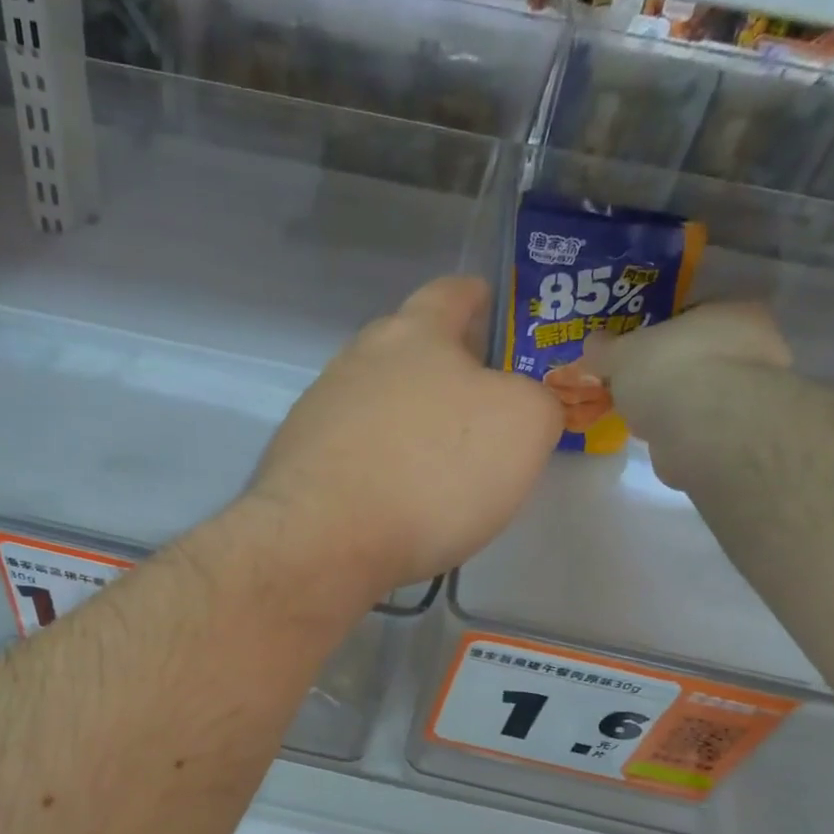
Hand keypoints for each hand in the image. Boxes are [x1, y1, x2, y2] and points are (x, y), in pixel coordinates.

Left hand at [248, 276, 562, 597]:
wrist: (325, 538)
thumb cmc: (434, 470)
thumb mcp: (523, 427)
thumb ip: (536, 401)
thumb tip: (522, 406)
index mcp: (414, 334)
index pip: (450, 294)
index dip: (476, 299)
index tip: (490, 309)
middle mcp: (357, 360)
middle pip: (406, 350)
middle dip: (441, 368)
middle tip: (476, 403)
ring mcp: (319, 411)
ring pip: (376, 402)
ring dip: (405, 420)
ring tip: (435, 463)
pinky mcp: (297, 462)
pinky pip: (352, 451)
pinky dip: (376, 464)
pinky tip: (392, 499)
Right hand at [596, 301, 791, 489]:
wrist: (702, 428)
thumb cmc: (668, 370)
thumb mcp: (621, 353)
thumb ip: (605, 349)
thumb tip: (593, 344)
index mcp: (733, 312)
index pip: (695, 316)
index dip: (663, 334)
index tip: (637, 354)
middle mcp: (756, 347)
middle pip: (702, 356)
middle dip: (671, 372)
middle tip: (637, 387)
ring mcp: (753, 394)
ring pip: (704, 394)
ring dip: (677, 405)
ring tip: (644, 418)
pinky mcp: (741, 435)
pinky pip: (703, 427)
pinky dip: (683, 433)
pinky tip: (661, 440)